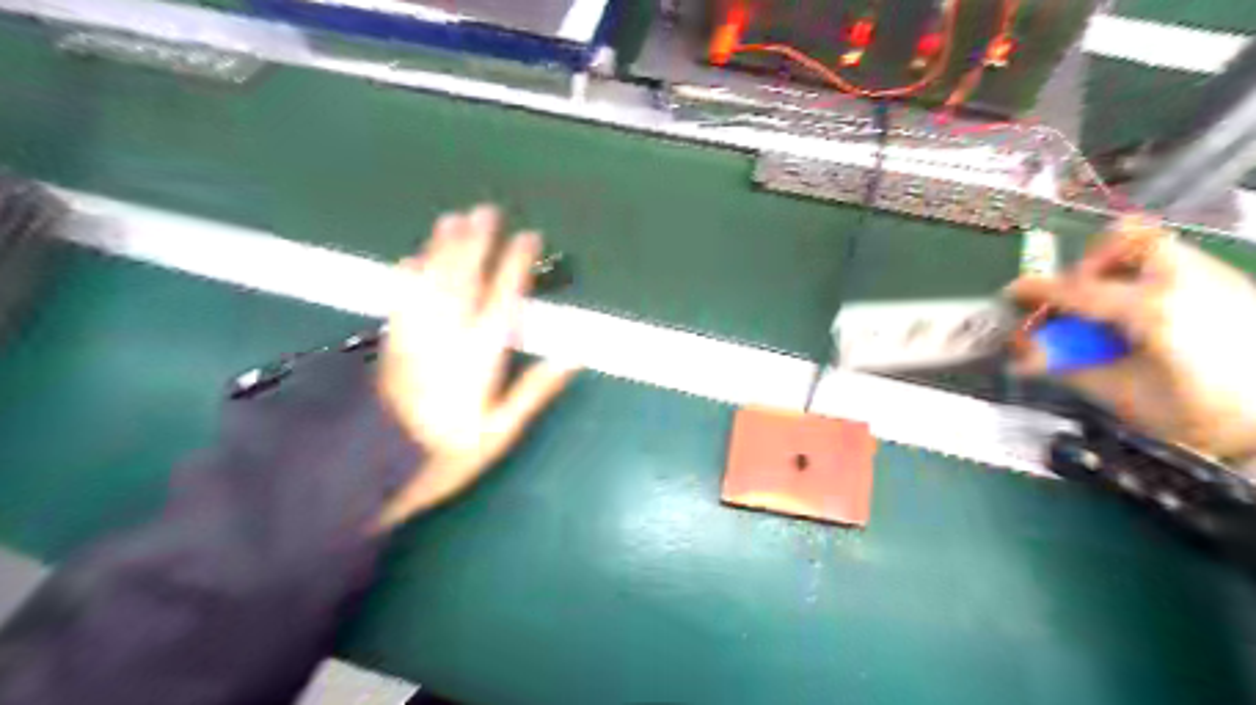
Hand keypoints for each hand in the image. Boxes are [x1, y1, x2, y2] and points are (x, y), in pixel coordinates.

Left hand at [378, 206, 577, 524]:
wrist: (378, 467)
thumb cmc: (449, 452)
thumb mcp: (501, 431)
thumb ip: (534, 390)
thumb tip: (572, 357)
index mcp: (478, 355)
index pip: (502, 298)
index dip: (516, 264)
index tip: (528, 237)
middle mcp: (446, 335)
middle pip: (463, 278)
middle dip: (476, 242)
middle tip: (486, 211)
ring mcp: (414, 335)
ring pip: (430, 281)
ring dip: (442, 248)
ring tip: (452, 219)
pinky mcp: (391, 343)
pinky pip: (400, 299)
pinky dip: (406, 277)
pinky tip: (410, 260)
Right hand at [1008, 216, 1254, 465]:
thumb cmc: (1200, 416)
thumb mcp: (1122, 397)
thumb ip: (1069, 369)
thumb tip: (1023, 356)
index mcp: (1153, 311)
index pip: (1078, 290)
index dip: (1038, 289)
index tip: (1013, 292)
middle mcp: (1187, 282)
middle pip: (1129, 237)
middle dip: (1092, 261)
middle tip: (1080, 294)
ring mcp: (1218, 279)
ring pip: (1158, 245)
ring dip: (1122, 267)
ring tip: (1113, 305)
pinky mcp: (1236, 287)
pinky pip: (1180, 265)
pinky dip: (1150, 279)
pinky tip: (1147, 318)